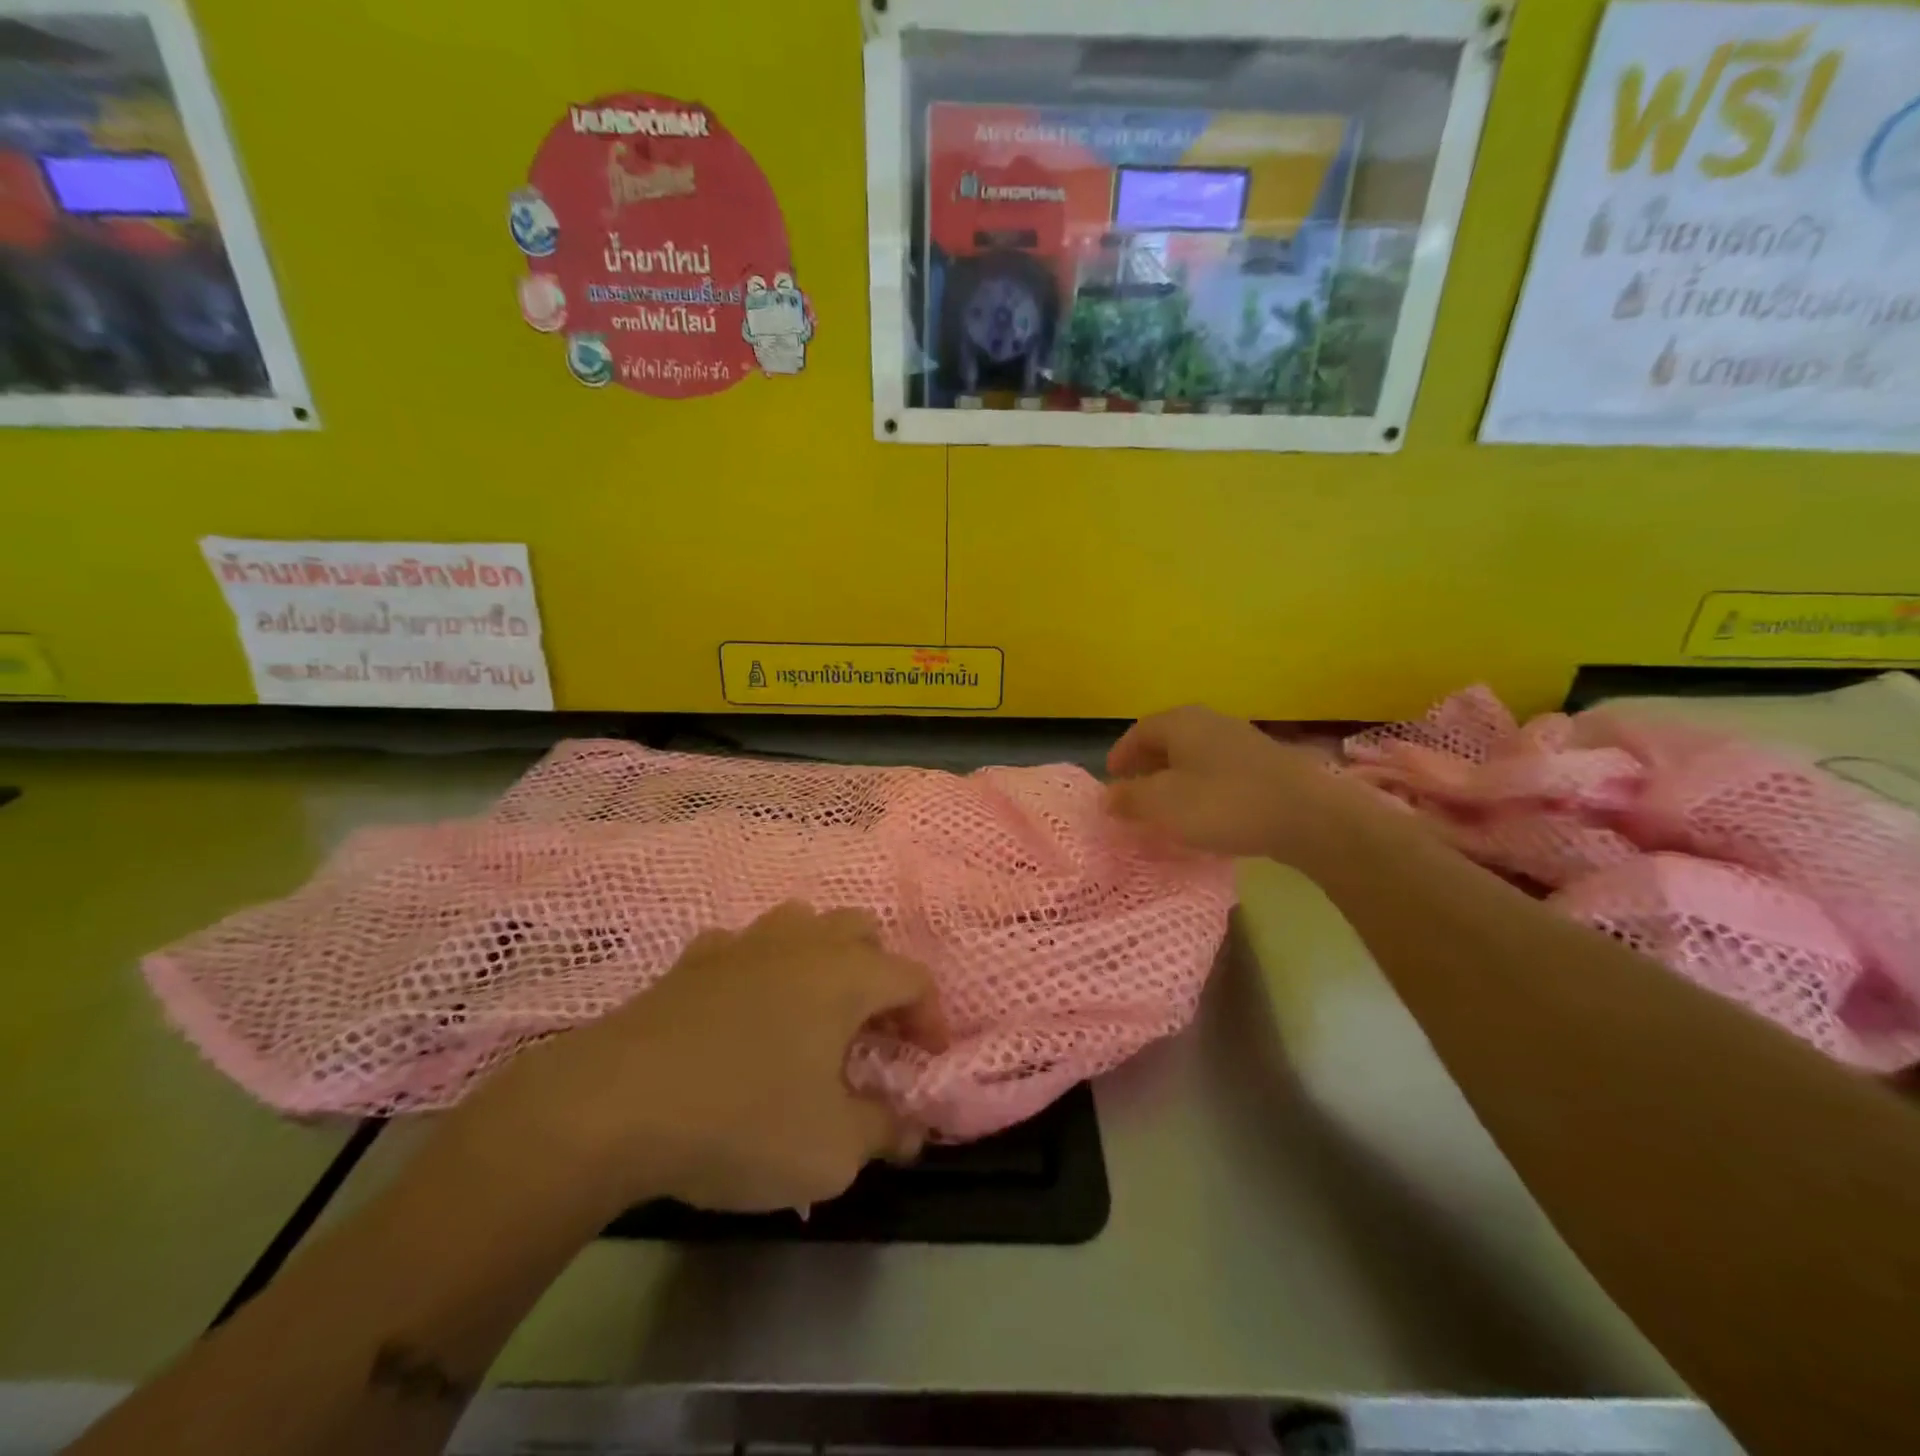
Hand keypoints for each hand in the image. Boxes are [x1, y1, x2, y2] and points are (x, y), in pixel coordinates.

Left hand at [421, 904, 946, 1220]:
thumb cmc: (742, 1120)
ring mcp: (744, 943)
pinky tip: (745, 1010)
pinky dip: (760, 970)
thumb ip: (882, 1133)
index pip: (912, 978)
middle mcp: (802, 944)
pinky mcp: (694, 959)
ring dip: (822, 959)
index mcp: (846, 976)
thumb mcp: (830, 1150)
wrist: (614, 1105)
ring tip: (815, 1010)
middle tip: (873, 1030)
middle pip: (862, 931)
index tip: (927, 1059)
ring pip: (803, 924)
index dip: (930, 1017)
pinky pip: (745, 948)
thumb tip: (909, 1129)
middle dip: (880, 975)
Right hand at [1107, 705, 1351, 860]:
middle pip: (1166, 740)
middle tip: (1134, 794)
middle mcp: (1209, 722)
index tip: (1111, 779)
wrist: (1308, 816)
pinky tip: (1204, 813)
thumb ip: (1130, 799)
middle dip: (1146, 766)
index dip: (1120, 755)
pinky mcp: (1264, 764)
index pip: (1138, 732)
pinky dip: (1201, 787)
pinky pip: (1218, 770)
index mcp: (1180, 722)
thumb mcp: (1163, 805)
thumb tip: (1108, 796)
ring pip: (1193, 755)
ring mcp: (1240, 740)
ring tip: (1166, 808)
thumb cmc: (1223, 804)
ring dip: (1174, 778)